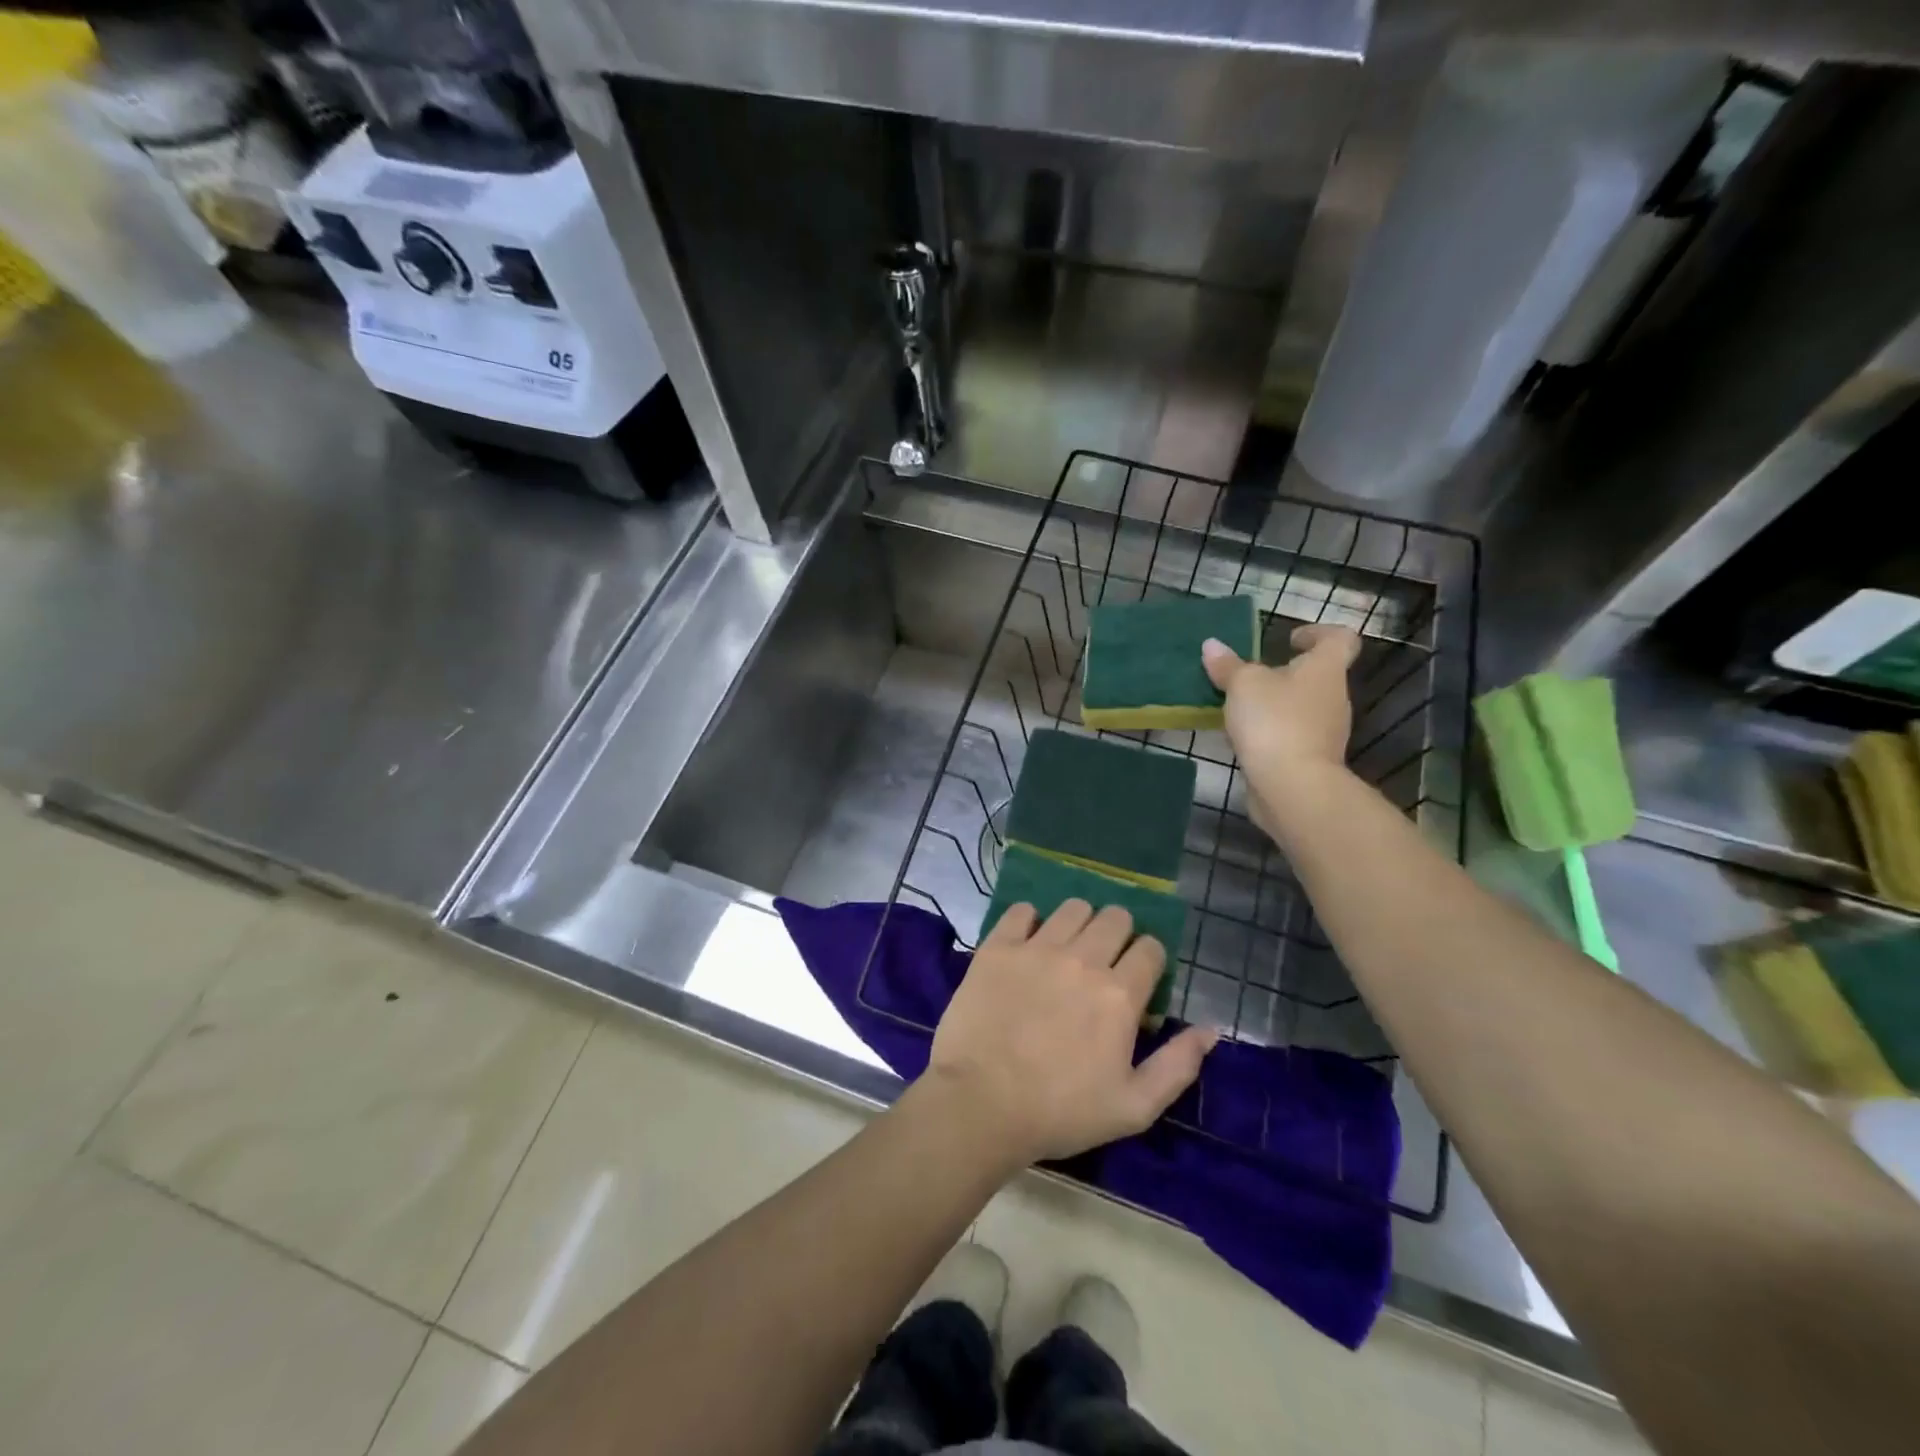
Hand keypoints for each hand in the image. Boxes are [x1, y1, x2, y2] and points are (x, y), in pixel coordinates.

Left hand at [926, 900, 1216, 1165]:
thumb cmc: (1061, 1112)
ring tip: (1068, 950)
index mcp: (1119, 994)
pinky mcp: (998, 947)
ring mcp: (1037, 948)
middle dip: (1119, 935)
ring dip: (1079, 923)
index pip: (1151, 948)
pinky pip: (1021, 911)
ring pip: (1073, 908)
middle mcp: (1083, 959)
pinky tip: (1028, 944)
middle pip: (1115, 917)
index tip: (1138, 979)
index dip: (1150, 960)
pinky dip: (1029, 921)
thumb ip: (1178, 1065)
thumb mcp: (1134, 1106)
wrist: (981, 1104)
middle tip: (1104, 963)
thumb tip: (1211, 1029)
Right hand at [1201, 624, 1359, 836]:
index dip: (1318, 632)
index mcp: (1325, 670)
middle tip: (1249, 676)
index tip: (1290, 639)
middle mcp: (1333, 697)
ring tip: (1238, 708)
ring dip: (1274, 705)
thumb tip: (1212, 645)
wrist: (1292, 786)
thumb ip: (1228, 666)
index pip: (1340, 639)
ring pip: (1301, 707)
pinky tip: (1242, 738)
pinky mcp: (1310, 759)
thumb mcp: (1243, 685)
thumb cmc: (1274, 721)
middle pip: (1316, 675)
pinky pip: (1290, 735)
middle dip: (1284, 673)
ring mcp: (1325, 732)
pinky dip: (1270, 732)